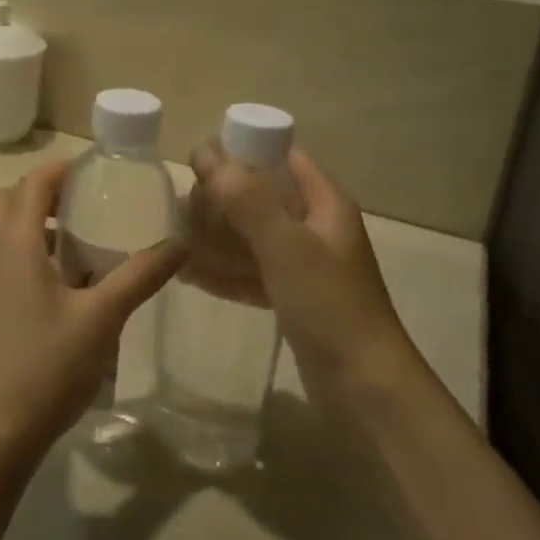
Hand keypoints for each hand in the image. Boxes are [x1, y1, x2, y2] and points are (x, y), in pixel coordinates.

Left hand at [0, 160, 185, 462]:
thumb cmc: (46, 364)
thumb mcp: (103, 317)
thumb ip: (141, 275)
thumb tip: (181, 244)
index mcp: (14, 242)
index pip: (32, 182)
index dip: (63, 169)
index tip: (98, 171)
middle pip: (6, 200)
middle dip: (42, 193)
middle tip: (85, 204)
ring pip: (1, 232)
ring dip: (33, 224)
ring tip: (81, 242)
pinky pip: (2, 259)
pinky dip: (28, 253)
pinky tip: (65, 286)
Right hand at [187, 144, 414, 390]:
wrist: (365, 388)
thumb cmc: (328, 304)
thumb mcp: (285, 245)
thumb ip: (245, 198)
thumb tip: (204, 151)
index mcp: (324, 203)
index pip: (281, 158)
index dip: (242, 151)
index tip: (198, 160)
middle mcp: (316, 228)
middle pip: (261, 198)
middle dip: (220, 201)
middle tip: (179, 210)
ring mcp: (305, 266)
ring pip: (252, 238)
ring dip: (216, 237)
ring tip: (174, 240)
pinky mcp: (293, 299)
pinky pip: (252, 273)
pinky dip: (224, 272)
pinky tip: (188, 274)